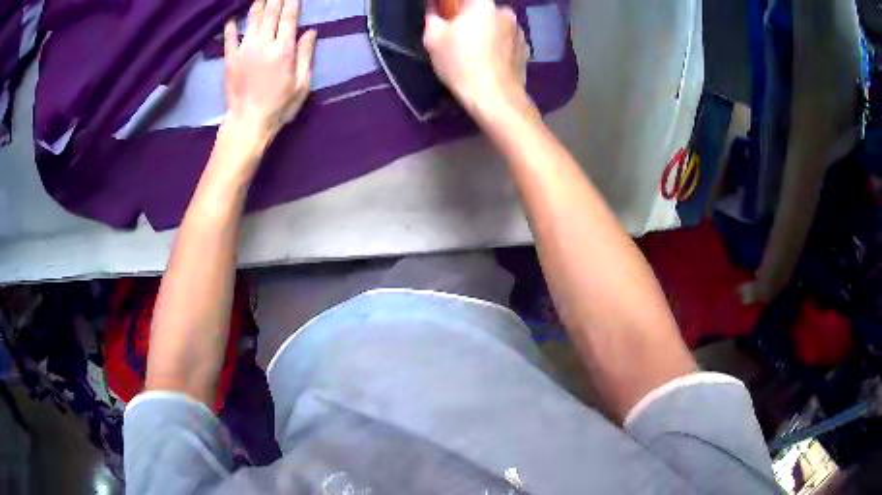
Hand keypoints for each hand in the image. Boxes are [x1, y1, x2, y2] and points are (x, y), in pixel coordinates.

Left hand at [223, 0, 316, 145]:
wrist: (248, 122)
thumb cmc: (279, 106)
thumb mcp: (302, 84)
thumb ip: (306, 55)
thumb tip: (311, 32)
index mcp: (283, 50)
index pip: (289, 18)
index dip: (292, 2)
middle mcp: (264, 44)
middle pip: (270, 14)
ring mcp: (245, 50)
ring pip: (252, 20)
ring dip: (257, 5)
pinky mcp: (230, 59)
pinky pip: (230, 38)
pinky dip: (230, 26)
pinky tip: (231, 18)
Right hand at [423, 0, 529, 113]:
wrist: (495, 97)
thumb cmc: (460, 63)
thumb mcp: (433, 38)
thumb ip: (432, 15)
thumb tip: (434, 7)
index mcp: (483, 3)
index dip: (455, 6)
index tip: (447, 16)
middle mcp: (506, 12)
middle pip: (483, 9)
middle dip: (471, 18)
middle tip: (458, 36)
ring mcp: (520, 31)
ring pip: (497, 24)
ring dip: (487, 31)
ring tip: (475, 52)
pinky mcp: (526, 49)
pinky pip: (508, 41)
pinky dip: (499, 45)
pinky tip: (489, 61)